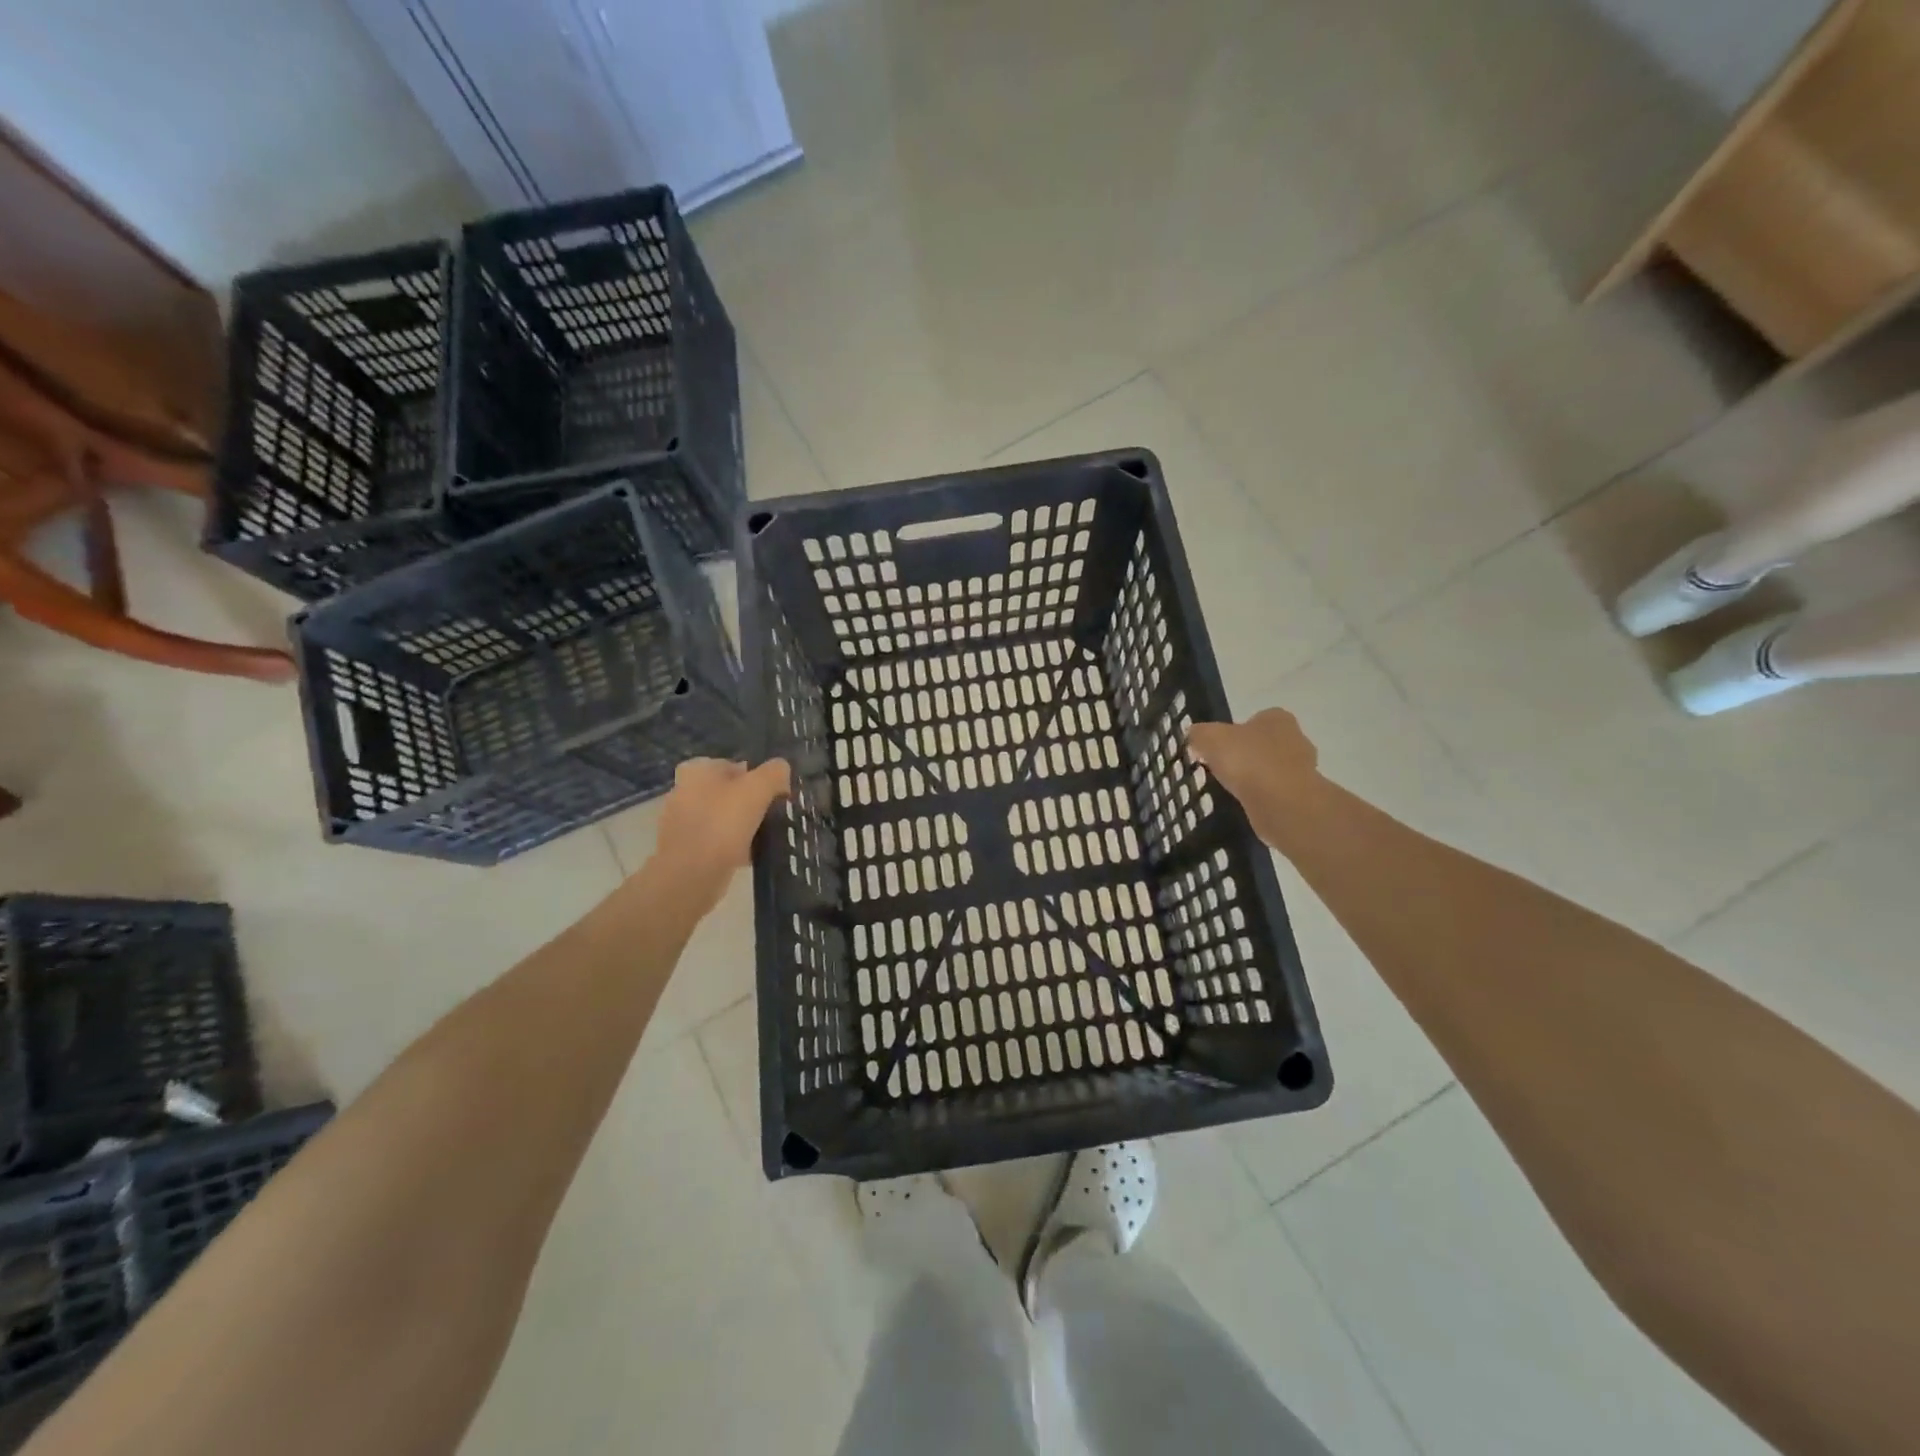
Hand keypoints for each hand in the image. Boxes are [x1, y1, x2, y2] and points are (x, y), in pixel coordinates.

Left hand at [649, 758, 790, 913]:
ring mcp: (681, 822)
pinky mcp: (684, 849)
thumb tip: (782, 769)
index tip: (775, 795)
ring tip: (764, 837)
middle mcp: (684, 791)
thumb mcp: (758, 788)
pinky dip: (732, 847)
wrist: (691, 874)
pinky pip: (716, 842)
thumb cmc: (723, 823)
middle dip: (750, 803)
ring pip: (723, 818)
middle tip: (772, 815)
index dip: (758, 778)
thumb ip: (774, 772)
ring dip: (742, 826)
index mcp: (697, 770)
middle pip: (729, 792)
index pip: (735, 765)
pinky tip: (750, 856)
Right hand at [1187, 709, 1320, 848]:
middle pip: (1265, 745)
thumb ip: (1199, 734)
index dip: (1235, 732)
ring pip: (1272, 770)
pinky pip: (1276, 793)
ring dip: (1255, 779)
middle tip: (1223, 769)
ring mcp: (1304, 770)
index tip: (1218, 749)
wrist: (1283, 804)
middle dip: (1247, 756)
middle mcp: (1296, 739)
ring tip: (1232, 791)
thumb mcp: (1210, 739)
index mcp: (1278, 719)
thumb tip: (1195, 736)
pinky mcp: (1302, 797)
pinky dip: (1262, 799)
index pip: (1256, 719)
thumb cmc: (1248, 761)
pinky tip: (1246, 806)